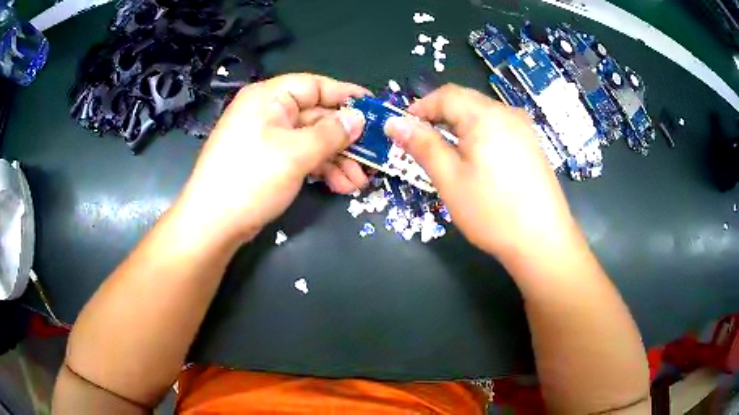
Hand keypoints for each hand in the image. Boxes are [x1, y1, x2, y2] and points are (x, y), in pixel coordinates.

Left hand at [177, 73, 368, 242]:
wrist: (213, 224)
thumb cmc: (251, 179)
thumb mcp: (296, 153)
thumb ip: (332, 133)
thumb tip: (358, 119)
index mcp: (269, 98)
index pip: (314, 85)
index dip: (345, 95)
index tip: (374, 107)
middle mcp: (268, 113)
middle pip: (316, 117)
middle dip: (345, 140)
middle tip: (373, 156)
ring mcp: (268, 138)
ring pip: (312, 141)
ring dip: (337, 160)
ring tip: (359, 183)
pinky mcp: (268, 161)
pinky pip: (301, 157)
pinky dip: (321, 169)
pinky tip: (340, 186)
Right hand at [384, 84, 580, 262]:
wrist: (542, 241)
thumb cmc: (492, 211)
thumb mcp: (449, 178)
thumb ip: (422, 145)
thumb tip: (394, 122)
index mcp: (485, 115)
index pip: (445, 95)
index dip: (420, 108)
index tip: (403, 130)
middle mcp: (507, 113)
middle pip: (465, 101)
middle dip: (439, 116)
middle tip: (422, 144)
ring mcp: (524, 128)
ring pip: (482, 114)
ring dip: (458, 126)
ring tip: (447, 154)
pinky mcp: (532, 144)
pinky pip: (498, 128)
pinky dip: (479, 135)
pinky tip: (476, 161)